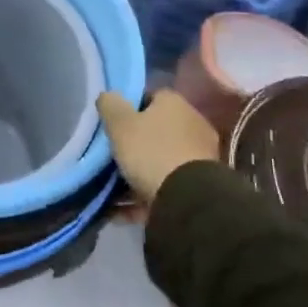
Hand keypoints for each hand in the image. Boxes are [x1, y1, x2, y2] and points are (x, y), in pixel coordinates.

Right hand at [97, 90, 221, 203]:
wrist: (189, 200)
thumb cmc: (151, 151)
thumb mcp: (120, 124)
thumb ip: (110, 105)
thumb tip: (108, 96)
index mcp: (175, 104)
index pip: (151, 97)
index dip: (130, 108)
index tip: (113, 124)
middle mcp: (193, 125)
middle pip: (157, 130)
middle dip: (136, 143)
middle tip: (113, 155)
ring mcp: (199, 156)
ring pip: (161, 160)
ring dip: (140, 172)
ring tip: (114, 188)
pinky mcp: (199, 186)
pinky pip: (165, 186)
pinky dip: (145, 196)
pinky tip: (122, 210)